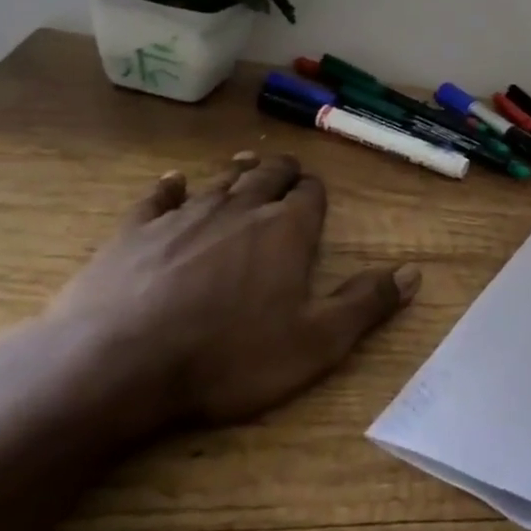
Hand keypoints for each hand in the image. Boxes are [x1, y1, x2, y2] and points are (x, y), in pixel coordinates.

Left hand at [48, 152, 420, 427]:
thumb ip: (366, 304)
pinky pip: (157, 198)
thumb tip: (414, 272)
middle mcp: (240, 210)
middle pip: (267, 177)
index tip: (316, 194)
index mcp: (286, 231)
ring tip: (245, 165)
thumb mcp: (316, 343)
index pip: (310, 195)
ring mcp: (184, 216)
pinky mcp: (134, 231)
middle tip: (287, 171)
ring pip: (219, 182)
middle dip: (281, 173)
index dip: (316, 192)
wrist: (116, 365)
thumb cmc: (228, 357)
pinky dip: (169, 188)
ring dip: (236, 174)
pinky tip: (172, 183)